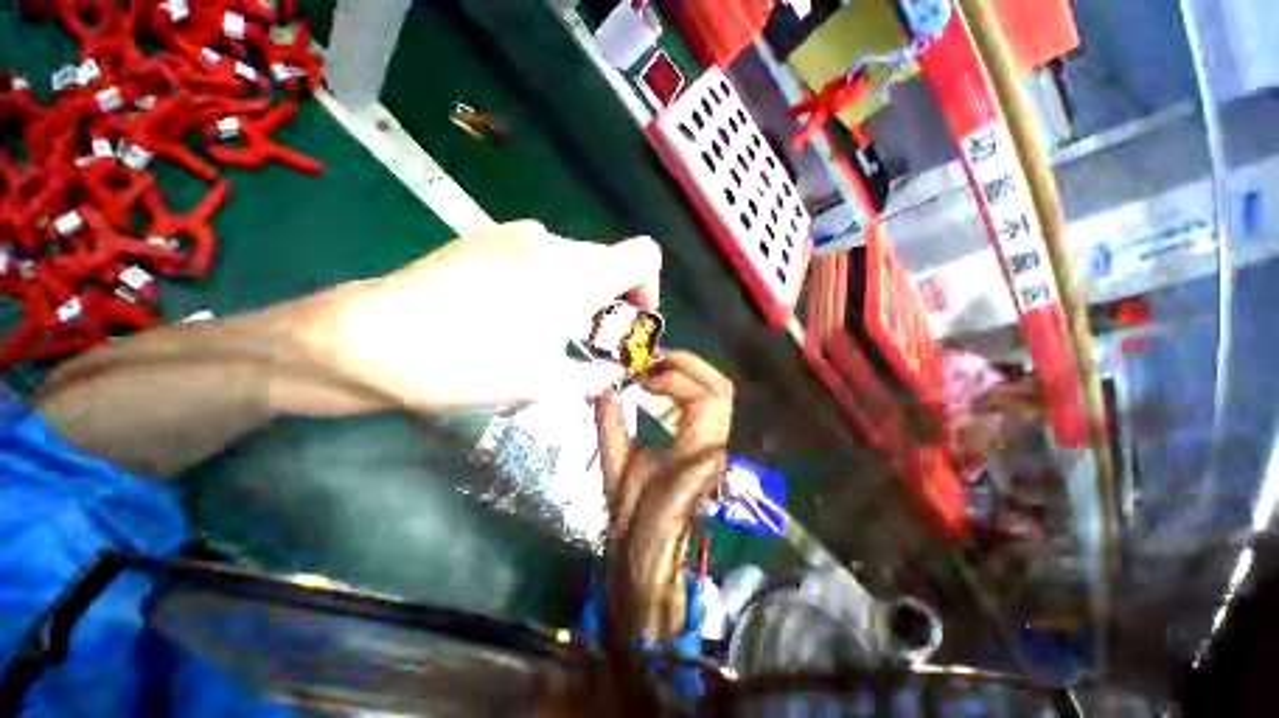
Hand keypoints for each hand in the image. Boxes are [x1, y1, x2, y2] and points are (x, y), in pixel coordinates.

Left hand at [294, 221, 661, 410]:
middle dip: (608, 301)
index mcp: (576, 273)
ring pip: (570, 261)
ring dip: (575, 294)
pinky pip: (536, 256)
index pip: (644, 255)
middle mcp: (552, 242)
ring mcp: (514, 234)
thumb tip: (611, 375)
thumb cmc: (469, 363)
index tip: (629, 319)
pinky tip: (511, 313)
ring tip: (544, 331)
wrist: (371, 339)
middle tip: (585, 340)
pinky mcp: (484, 237)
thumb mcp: (543, 383)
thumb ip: (591, 377)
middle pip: (606, 262)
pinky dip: (545, 283)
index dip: (648, 287)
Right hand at [595, 351, 732, 643]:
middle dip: (689, 365)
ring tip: (656, 370)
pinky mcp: (708, 445)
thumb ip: (611, 428)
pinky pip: (708, 405)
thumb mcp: (617, 471)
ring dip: (689, 373)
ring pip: (719, 394)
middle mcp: (714, 445)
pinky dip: (687, 387)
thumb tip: (604, 390)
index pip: (705, 399)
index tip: (642, 378)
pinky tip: (663, 388)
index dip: (674, 379)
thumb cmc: (634, 519)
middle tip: (655, 360)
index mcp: (694, 454)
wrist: (650, 552)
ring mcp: (715, 445)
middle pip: (721, 388)